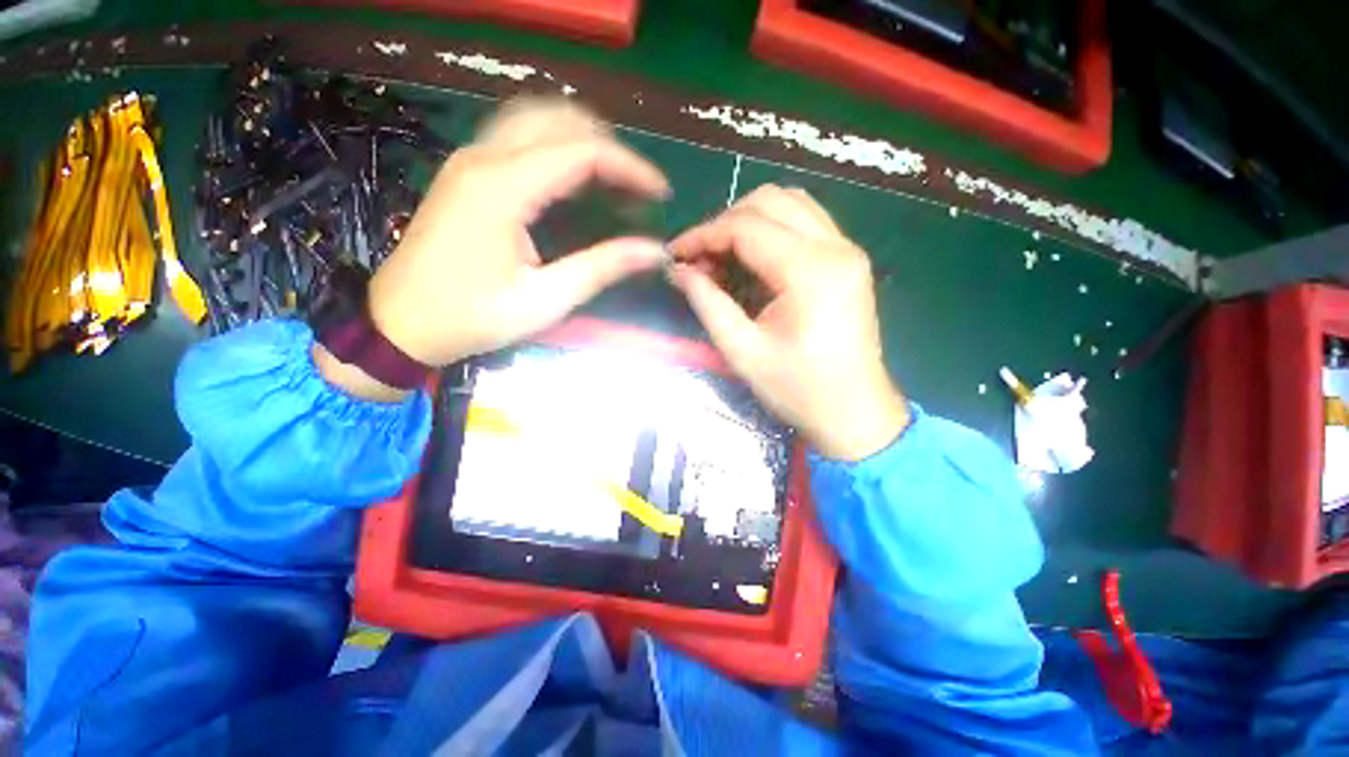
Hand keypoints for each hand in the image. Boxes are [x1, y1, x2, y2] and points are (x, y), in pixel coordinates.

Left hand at [366, 98, 669, 368]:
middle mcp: (485, 157)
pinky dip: (556, 144)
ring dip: (583, 138)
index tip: (661, 193)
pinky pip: (519, 135)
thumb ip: (602, 268)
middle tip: (638, 188)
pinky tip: (574, 177)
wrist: (400, 322)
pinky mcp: (467, 171)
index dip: (631, 167)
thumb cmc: (472, 317)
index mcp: (504, 187)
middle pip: (561, 119)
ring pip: (537, 118)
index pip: (584, 151)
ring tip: (614, 179)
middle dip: (611, 146)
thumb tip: (653, 251)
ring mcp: (471, 159)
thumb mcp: (546, 300)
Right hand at [668, 185, 907, 460]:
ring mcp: (847, 250)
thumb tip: (678, 270)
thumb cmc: (798, 390)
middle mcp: (836, 247)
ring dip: (748, 221)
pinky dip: (770, 230)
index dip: (703, 235)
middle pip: (770, 201)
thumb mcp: (743, 351)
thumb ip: (707, 303)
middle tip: (699, 258)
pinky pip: (804, 222)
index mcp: (811, 272)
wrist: (854, 413)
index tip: (675, 254)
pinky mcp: (848, 260)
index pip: (746, 227)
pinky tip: (751, 260)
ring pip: (790, 203)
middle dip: (724, 223)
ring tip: (722, 257)